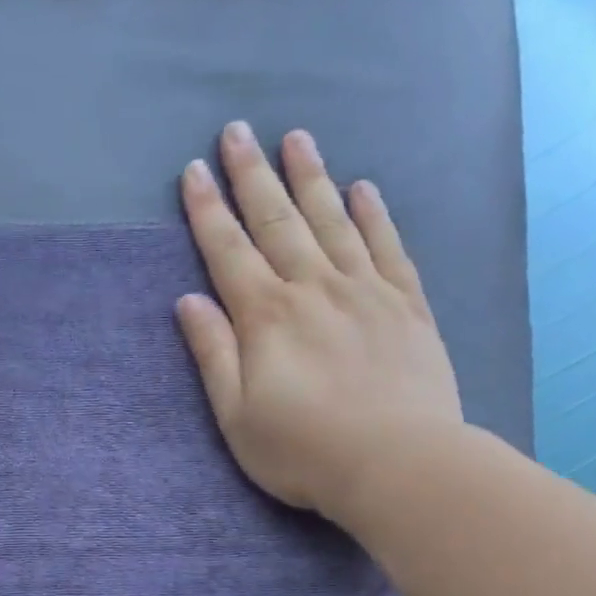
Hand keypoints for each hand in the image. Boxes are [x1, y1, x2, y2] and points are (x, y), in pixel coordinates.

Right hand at [175, 121, 462, 515]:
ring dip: (310, 178)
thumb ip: (213, 354)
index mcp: (266, 317)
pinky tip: (364, 188)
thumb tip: (188, 301)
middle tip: (237, 131)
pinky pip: (387, 247)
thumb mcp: (237, 416)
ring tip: (296, 138)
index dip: (208, 211)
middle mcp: (313, 289)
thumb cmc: (302, 450)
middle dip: (252, 176)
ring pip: (332, 222)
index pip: (229, 252)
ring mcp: (365, 292)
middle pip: (278, 222)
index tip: (193, 172)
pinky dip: (374, 215)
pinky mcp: (407, 306)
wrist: (398, 465)